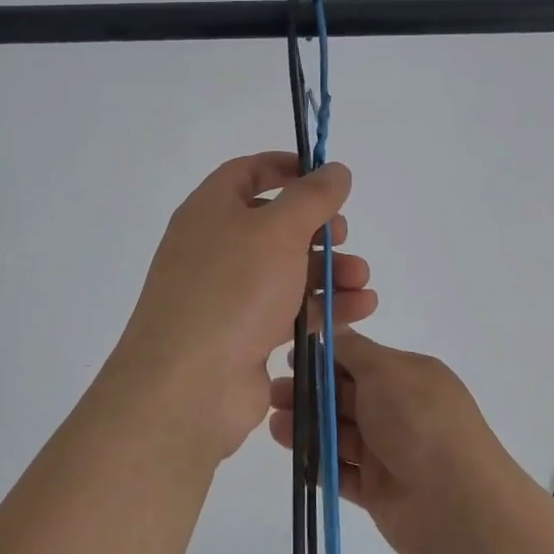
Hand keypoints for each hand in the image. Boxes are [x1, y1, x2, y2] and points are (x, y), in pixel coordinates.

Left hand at [109, 153, 376, 461]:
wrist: (190, 386)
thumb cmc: (233, 289)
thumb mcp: (279, 230)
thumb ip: (312, 196)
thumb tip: (334, 169)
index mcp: (210, 211)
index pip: (246, 173)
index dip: (285, 167)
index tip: (324, 175)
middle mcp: (214, 248)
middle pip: (272, 224)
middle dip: (317, 228)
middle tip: (344, 236)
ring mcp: (226, 295)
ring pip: (285, 270)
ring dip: (328, 271)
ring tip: (363, 281)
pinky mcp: (242, 335)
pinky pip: (288, 310)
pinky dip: (322, 306)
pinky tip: (360, 310)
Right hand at [269, 329, 510, 553]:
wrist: (458, 505)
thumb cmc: (419, 421)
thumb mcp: (385, 370)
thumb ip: (352, 350)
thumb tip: (330, 327)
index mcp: (408, 376)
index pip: (358, 360)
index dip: (324, 358)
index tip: (289, 357)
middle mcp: (399, 411)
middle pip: (344, 397)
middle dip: (308, 392)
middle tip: (273, 393)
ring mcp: (389, 452)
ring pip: (338, 433)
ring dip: (307, 425)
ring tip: (275, 423)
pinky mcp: (378, 491)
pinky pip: (341, 471)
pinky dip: (317, 461)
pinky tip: (291, 453)